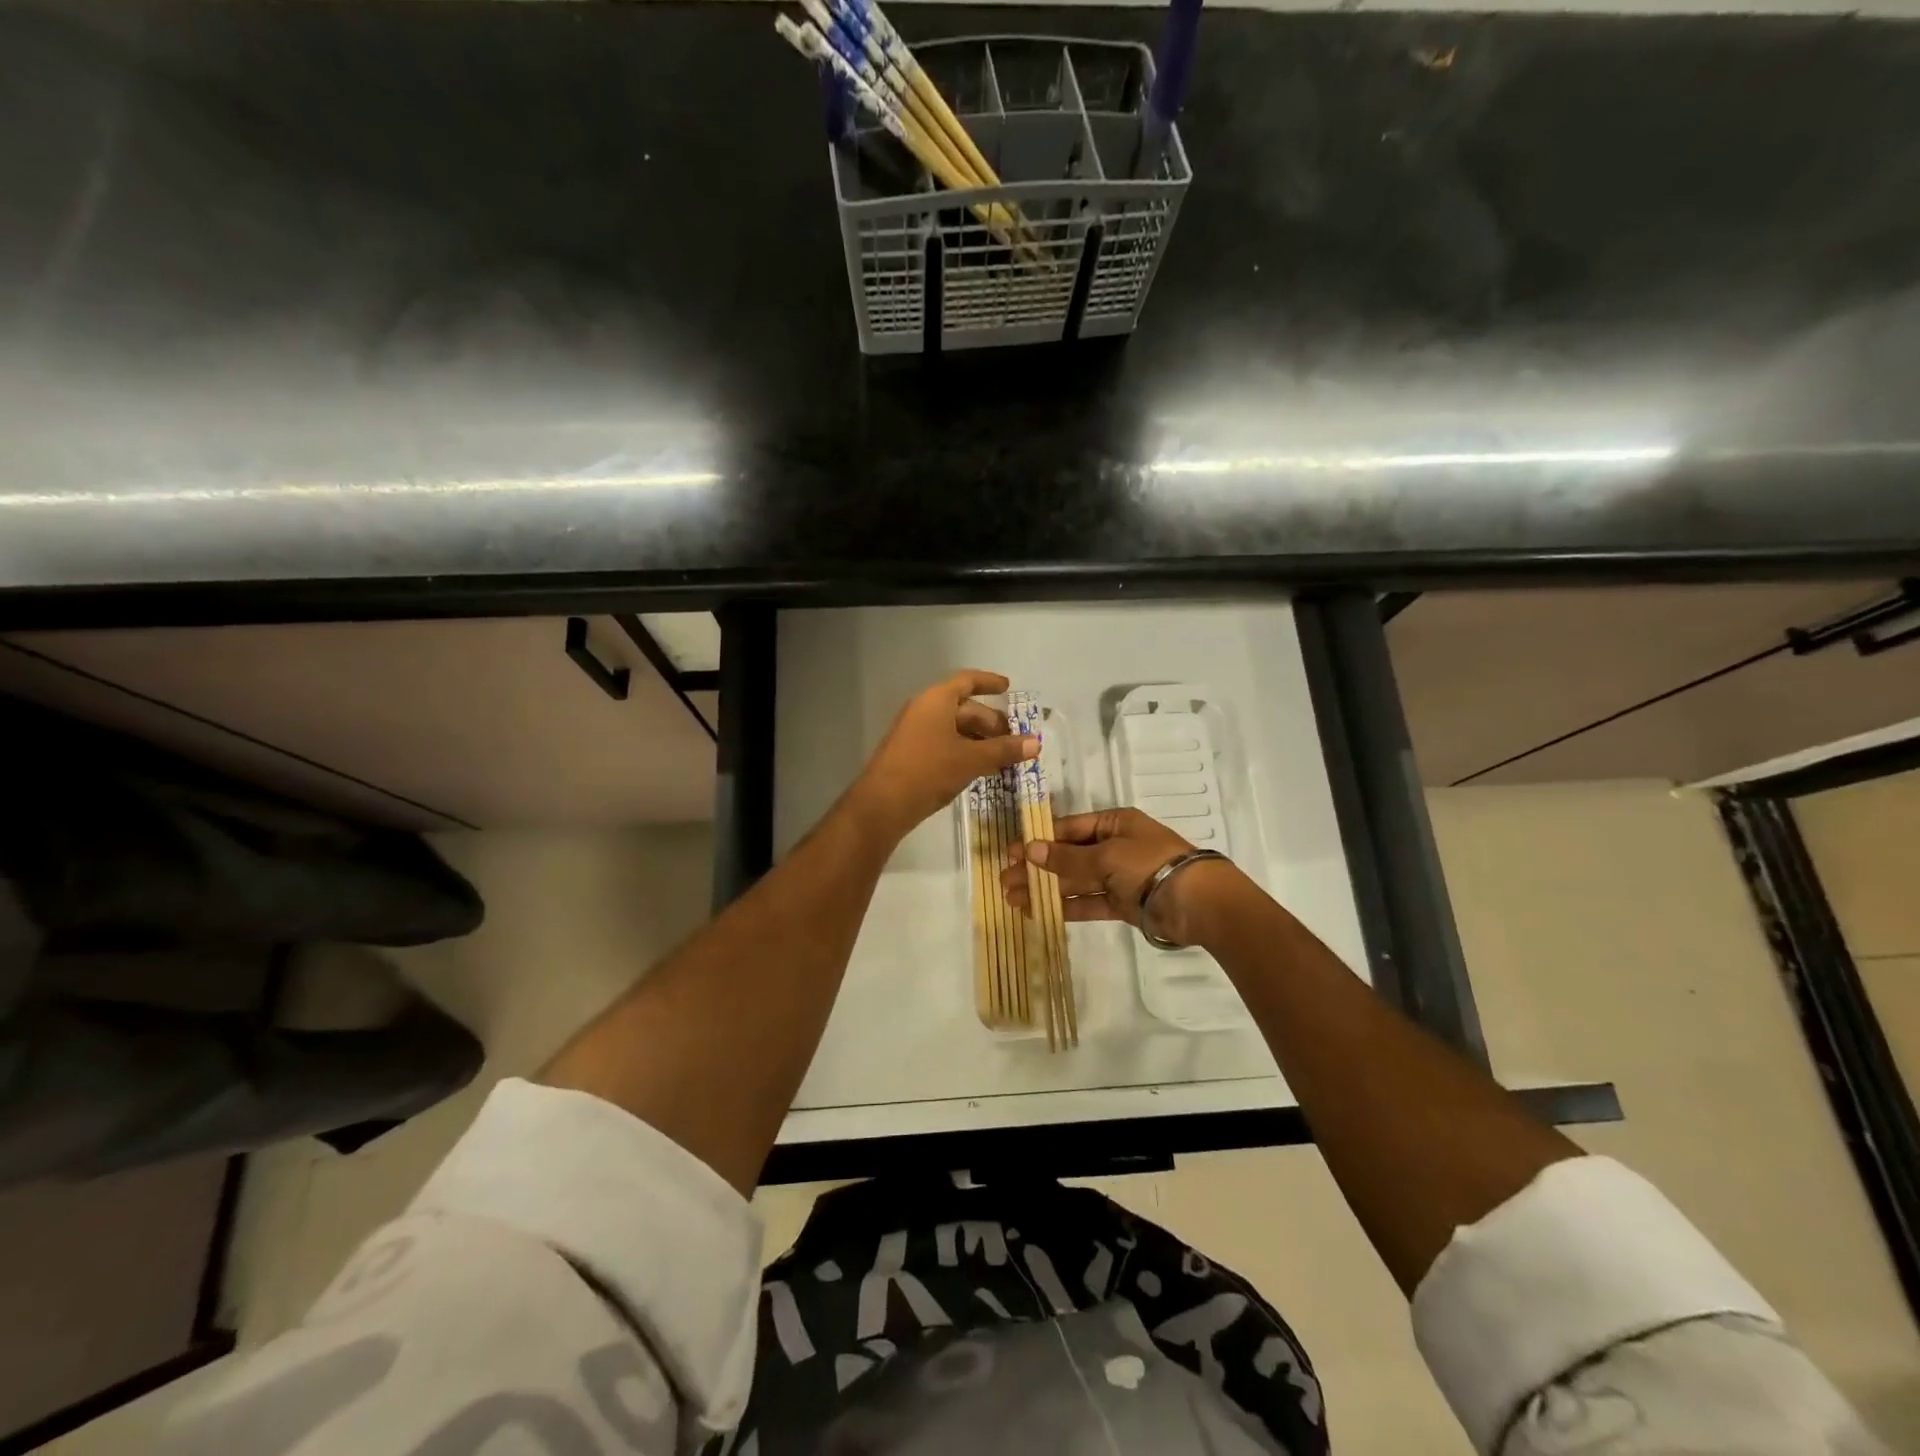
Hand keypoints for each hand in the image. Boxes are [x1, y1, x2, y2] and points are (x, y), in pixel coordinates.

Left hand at [853, 671, 1038, 839]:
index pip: (967, 681)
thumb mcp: (972, 759)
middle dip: (990, 722)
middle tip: (1012, 739)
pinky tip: (978, 768)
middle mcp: (923, 709)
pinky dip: (963, 749)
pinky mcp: (909, 753)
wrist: (883, 803)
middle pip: (963, 707)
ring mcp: (913, 732)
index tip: (1008, 688)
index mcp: (936, 700)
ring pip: (953, 728)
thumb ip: (1004, 749)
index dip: (989, 682)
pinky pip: (942, 742)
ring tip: (1001, 757)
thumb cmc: (929, 770)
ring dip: (978, 739)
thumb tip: (1036, 742)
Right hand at [1000, 807, 1250, 947]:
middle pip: (1068, 855)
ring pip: (1075, 881)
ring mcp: (1119, 876)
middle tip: (1005, 880)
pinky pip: (1089, 902)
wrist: (1197, 903)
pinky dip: (1066, 906)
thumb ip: (1068, 857)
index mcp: (1114, 823)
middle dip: (1037, 868)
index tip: (1011, 853)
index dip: (1039, 840)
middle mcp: (1115, 846)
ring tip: (1013, 899)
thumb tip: (1030, 850)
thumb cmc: (1150, 864)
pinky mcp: (1123, 904)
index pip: (1069, 828)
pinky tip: (1039, 911)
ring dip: (1045, 888)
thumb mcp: (1107, 855)